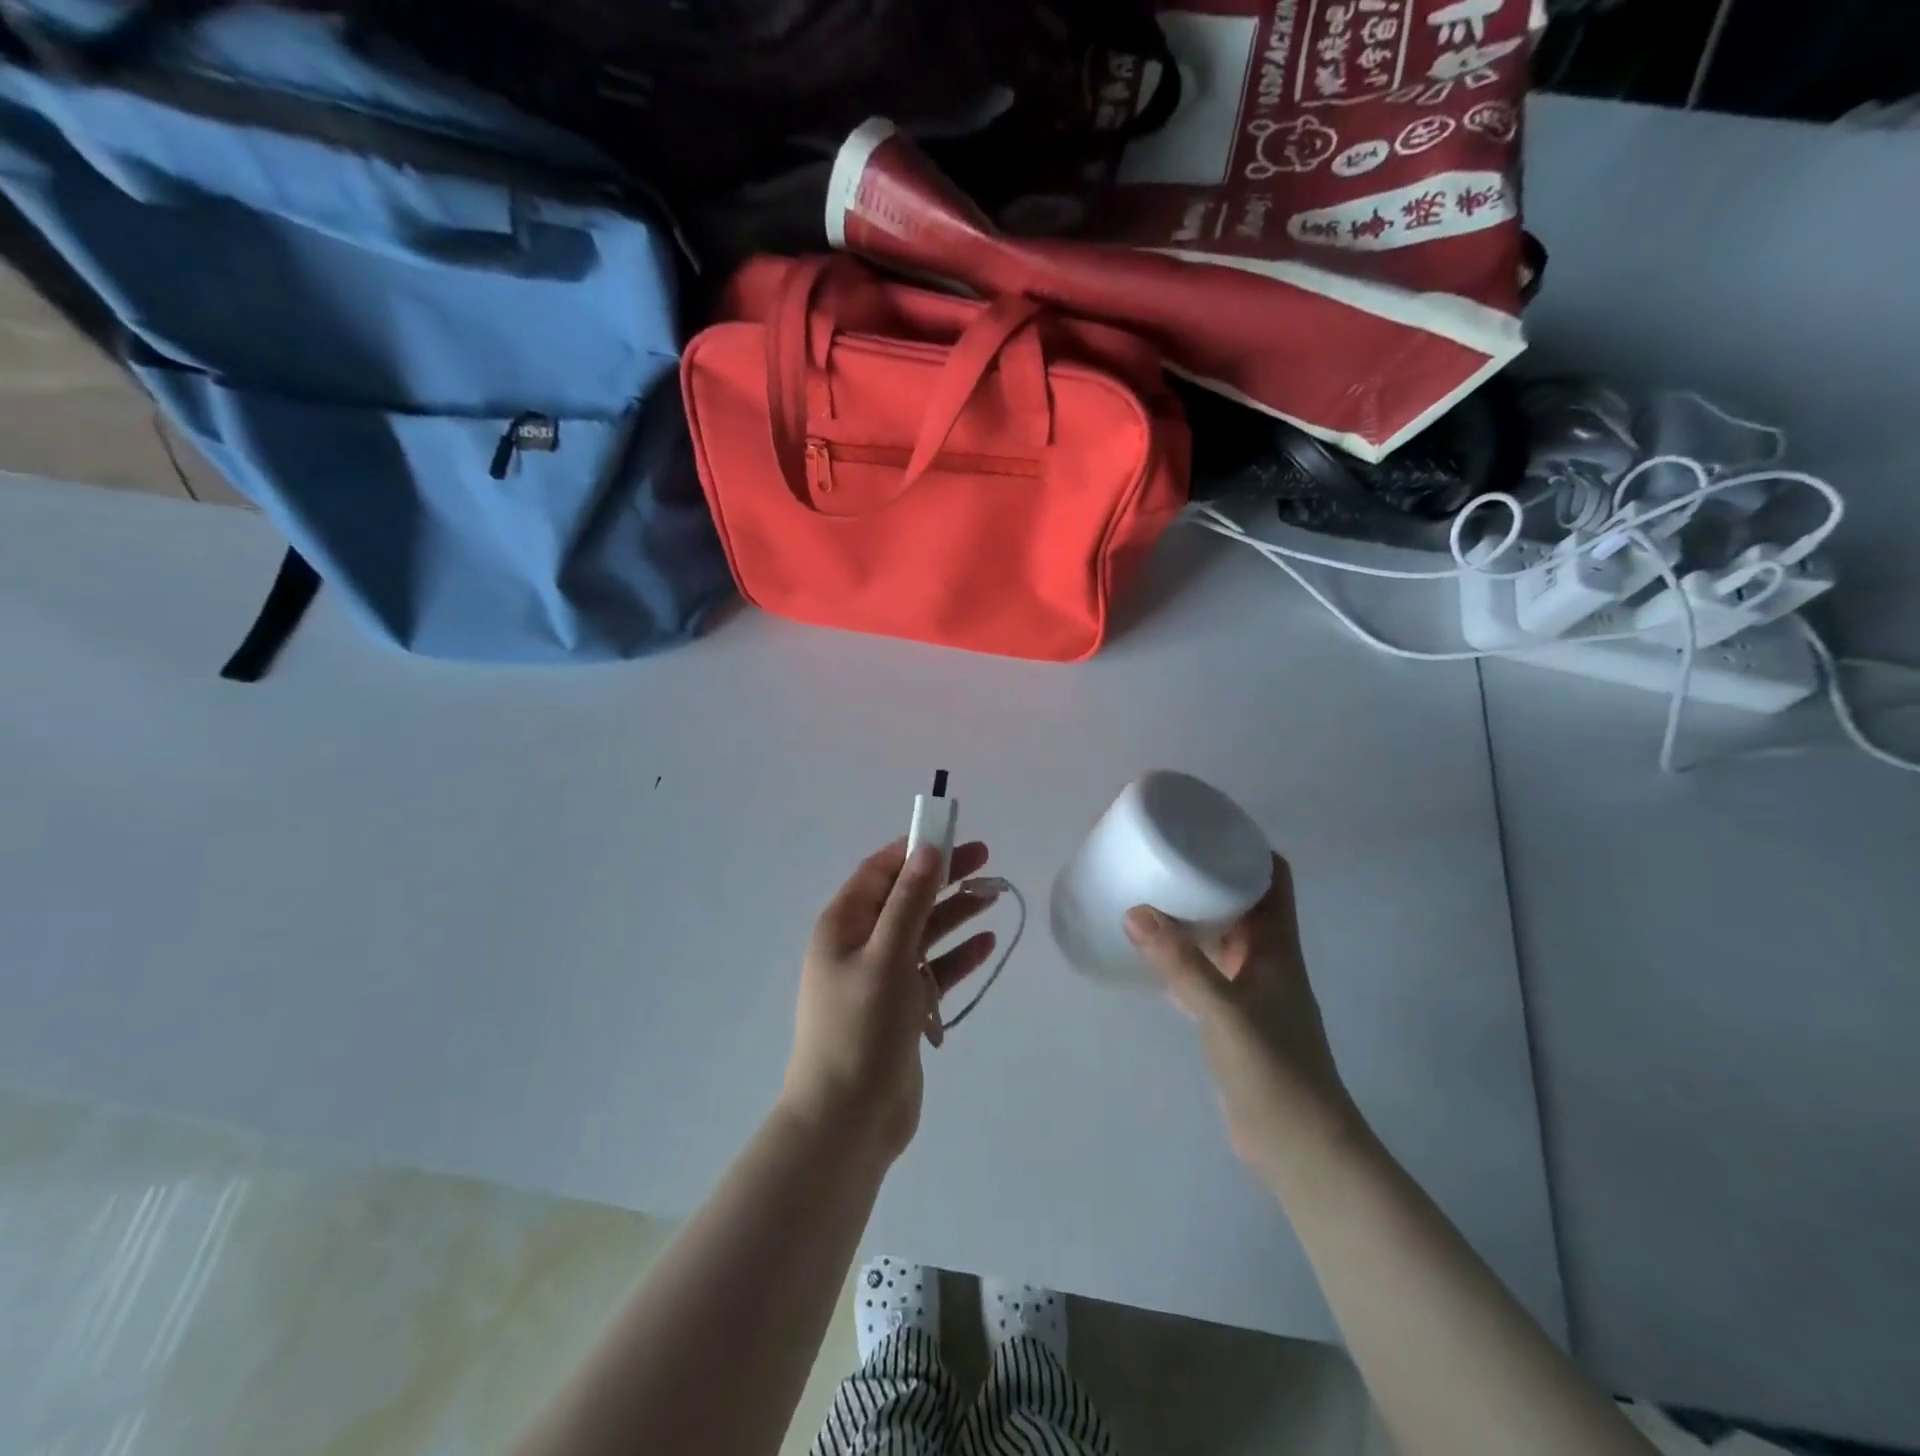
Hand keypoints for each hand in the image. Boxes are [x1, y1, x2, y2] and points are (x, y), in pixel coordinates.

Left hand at [782, 839, 999, 1160]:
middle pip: (906, 898)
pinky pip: (933, 970)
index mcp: (842, 926)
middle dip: (942, 878)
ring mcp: (882, 977)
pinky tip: (985, 944)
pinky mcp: (902, 1007)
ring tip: (993, 895)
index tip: (951, 835)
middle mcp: (860, 945)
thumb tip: (927, 849)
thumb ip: (909, 901)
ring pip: (923, 932)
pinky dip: (956, 956)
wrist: (848, 1120)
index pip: (879, 872)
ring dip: (954, 913)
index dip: (913, 850)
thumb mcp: (886, 956)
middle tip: (984, 860)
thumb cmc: (860, 1029)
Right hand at [1125, 854, 1359, 1183]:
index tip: (1207, 826)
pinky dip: (1186, 954)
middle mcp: (1269, 960)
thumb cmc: (1275, 1071)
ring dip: (1197, 914)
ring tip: (1153, 894)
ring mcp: (1253, 990)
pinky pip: (1209, 969)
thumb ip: (1181, 965)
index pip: (1274, 879)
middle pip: (1245, 901)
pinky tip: (1154, 954)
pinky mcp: (1236, 1018)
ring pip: (1225, 935)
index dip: (1249, 848)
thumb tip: (1135, 912)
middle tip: (1166, 856)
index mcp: (1278, 948)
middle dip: (1212, 874)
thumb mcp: (1225, 1012)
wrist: (1300, 1148)